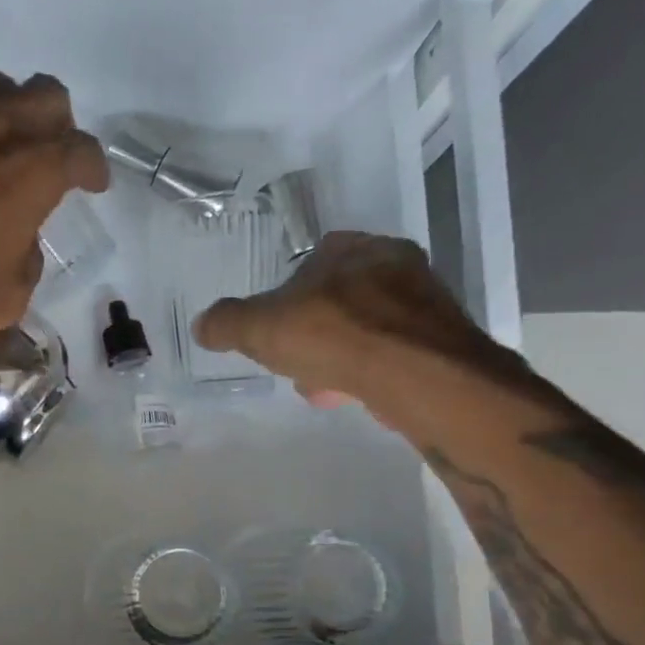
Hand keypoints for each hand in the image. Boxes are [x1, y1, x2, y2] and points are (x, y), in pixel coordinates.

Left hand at [0, 70, 109, 340]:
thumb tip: (20, 245)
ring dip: (8, 113)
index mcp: (32, 170)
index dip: (94, 168)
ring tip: (1, 148)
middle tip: (51, 155)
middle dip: (58, 123)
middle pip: (45, 95)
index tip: (94, 184)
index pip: (81, 151)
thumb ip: (27, 264)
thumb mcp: (6, 299)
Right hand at [193, 231, 517, 430]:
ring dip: (341, 357)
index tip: (276, 329)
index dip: (287, 296)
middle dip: (315, 333)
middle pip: (340, 299)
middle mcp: (395, 265)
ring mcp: (424, 303)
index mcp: (352, 248)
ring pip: (367, 329)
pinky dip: (371, 373)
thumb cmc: (335, 336)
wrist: (417, 375)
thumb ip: (228, 323)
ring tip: (325, 388)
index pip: (312, 261)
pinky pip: (394, 356)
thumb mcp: (261, 328)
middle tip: (297, 363)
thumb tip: (202, 324)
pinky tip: (357, 396)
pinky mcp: (442, 343)